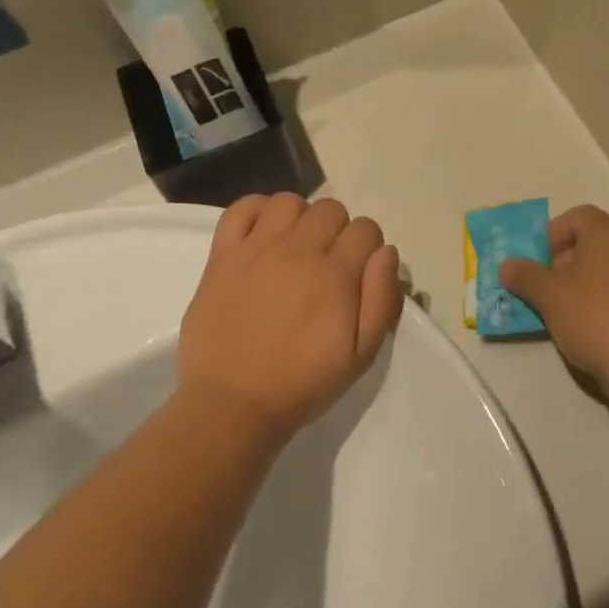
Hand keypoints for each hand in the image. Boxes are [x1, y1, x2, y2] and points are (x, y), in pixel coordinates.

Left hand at [177, 194, 402, 445]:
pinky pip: (240, 210)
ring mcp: (256, 250)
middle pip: (330, 209)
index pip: (366, 229)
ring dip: (300, 218)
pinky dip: (256, 212)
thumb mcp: (361, 355)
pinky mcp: (222, 256)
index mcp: (334, 275)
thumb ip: (381, 299)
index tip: (357, 271)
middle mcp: (298, 251)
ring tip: (294, 246)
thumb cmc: (302, 383)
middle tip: (327, 263)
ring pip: (288, 202)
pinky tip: (262, 234)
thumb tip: (386, 253)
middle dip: (337, 231)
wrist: (232, 405)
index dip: (367, 247)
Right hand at [500, 205, 608, 406]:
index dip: (551, 235)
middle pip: (591, 243)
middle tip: (545, 289)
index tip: (537, 263)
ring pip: (605, 270)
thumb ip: (525, 276)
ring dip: (581, 285)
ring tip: (562, 314)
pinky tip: (589, 330)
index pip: (576, 217)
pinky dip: (602, 302)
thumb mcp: (550, 296)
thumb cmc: (596, 317)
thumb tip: (507, 265)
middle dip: (562, 263)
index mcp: (608, 233)